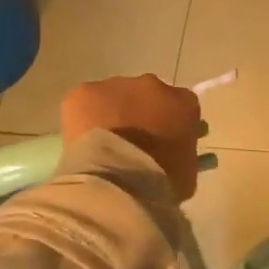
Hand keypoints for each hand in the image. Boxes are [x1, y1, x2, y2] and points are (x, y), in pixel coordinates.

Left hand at [61, 75, 202, 199]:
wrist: (118, 182)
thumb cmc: (160, 182)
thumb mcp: (186, 170)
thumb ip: (181, 151)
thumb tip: (171, 153)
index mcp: (184, 103)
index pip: (180, 106)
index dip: (169, 124)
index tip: (162, 143)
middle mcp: (153, 86)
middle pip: (147, 95)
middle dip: (140, 115)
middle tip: (131, 144)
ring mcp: (118, 86)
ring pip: (114, 96)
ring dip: (111, 114)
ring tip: (102, 146)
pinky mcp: (86, 92)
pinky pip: (85, 102)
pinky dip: (83, 119)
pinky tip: (83, 142)